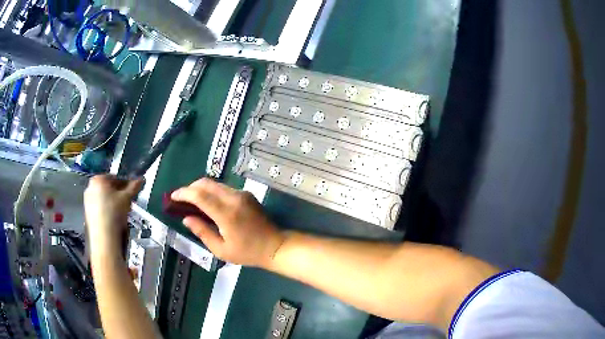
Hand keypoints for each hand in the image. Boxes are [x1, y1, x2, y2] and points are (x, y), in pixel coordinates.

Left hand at [84, 175, 142, 249]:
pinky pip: (99, 207)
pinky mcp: (88, 212)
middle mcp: (90, 187)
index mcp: (98, 179)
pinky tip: (114, 218)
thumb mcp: (127, 198)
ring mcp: (87, 200)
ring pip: (103, 198)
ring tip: (122, 211)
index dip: (125, 184)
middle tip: (127, 201)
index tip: (131, 191)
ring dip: (113, 202)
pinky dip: (107, 210)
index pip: (115, 177)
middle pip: (108, 187)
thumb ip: (134, 187)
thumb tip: (141, 179)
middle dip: (118, 193)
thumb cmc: (114, 213)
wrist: (104, 236)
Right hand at [171, 178, 284, 267]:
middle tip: (181, 199)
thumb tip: (186, 218)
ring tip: (192, 201)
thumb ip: (202, 232)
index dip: (183, 193)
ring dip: (201, 189)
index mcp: (227, 214)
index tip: (172, 196)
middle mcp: (234, 198)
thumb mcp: (221, 250)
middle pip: (206, 183)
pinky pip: (224, 188)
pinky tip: (208, 203)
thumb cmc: (247, 252)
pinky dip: (212, 191)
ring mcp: (242, 194)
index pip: (200, 195)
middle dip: (190, 188)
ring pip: (215, 183)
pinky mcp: (247, 194)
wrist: (275, 246)